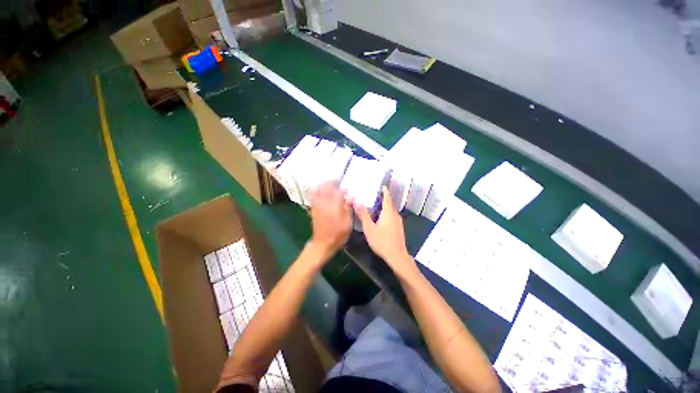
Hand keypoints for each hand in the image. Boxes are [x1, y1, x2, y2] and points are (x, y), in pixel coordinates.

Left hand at [309, 182, 352, 258]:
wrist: (323, 244)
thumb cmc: (338, 234)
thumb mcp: (348, 223)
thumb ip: (348, 208)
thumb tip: (351, 197)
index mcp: (335, 206)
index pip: (339, 191)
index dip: (344, 188)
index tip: (348, 188)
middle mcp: (325, 203)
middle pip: (327, 187)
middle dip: (332, 182)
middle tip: (338, 181)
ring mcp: (317, 205)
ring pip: (318, 189)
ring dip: (324, 184)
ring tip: (329, 184)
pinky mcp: (313, 208)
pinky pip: (313, 195)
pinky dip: (316, 190)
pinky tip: (321, 190)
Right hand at [354, 186, 415, 274]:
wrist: (396, 256)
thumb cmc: (382, 241)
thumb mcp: (369, 228)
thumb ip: (363, 215)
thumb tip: (356, 201)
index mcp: (388, 213)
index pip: (387, 198)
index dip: (385, 191)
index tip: (382, 186)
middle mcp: (395, 215)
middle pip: (390, 204)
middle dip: (383, 199)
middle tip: (374, 196)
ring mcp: (398, 222)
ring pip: (391, 211)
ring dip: (385, 207)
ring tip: (376, 206)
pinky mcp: (399, 228)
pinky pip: (392, 217)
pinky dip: (387, 214)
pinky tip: (381, 219)